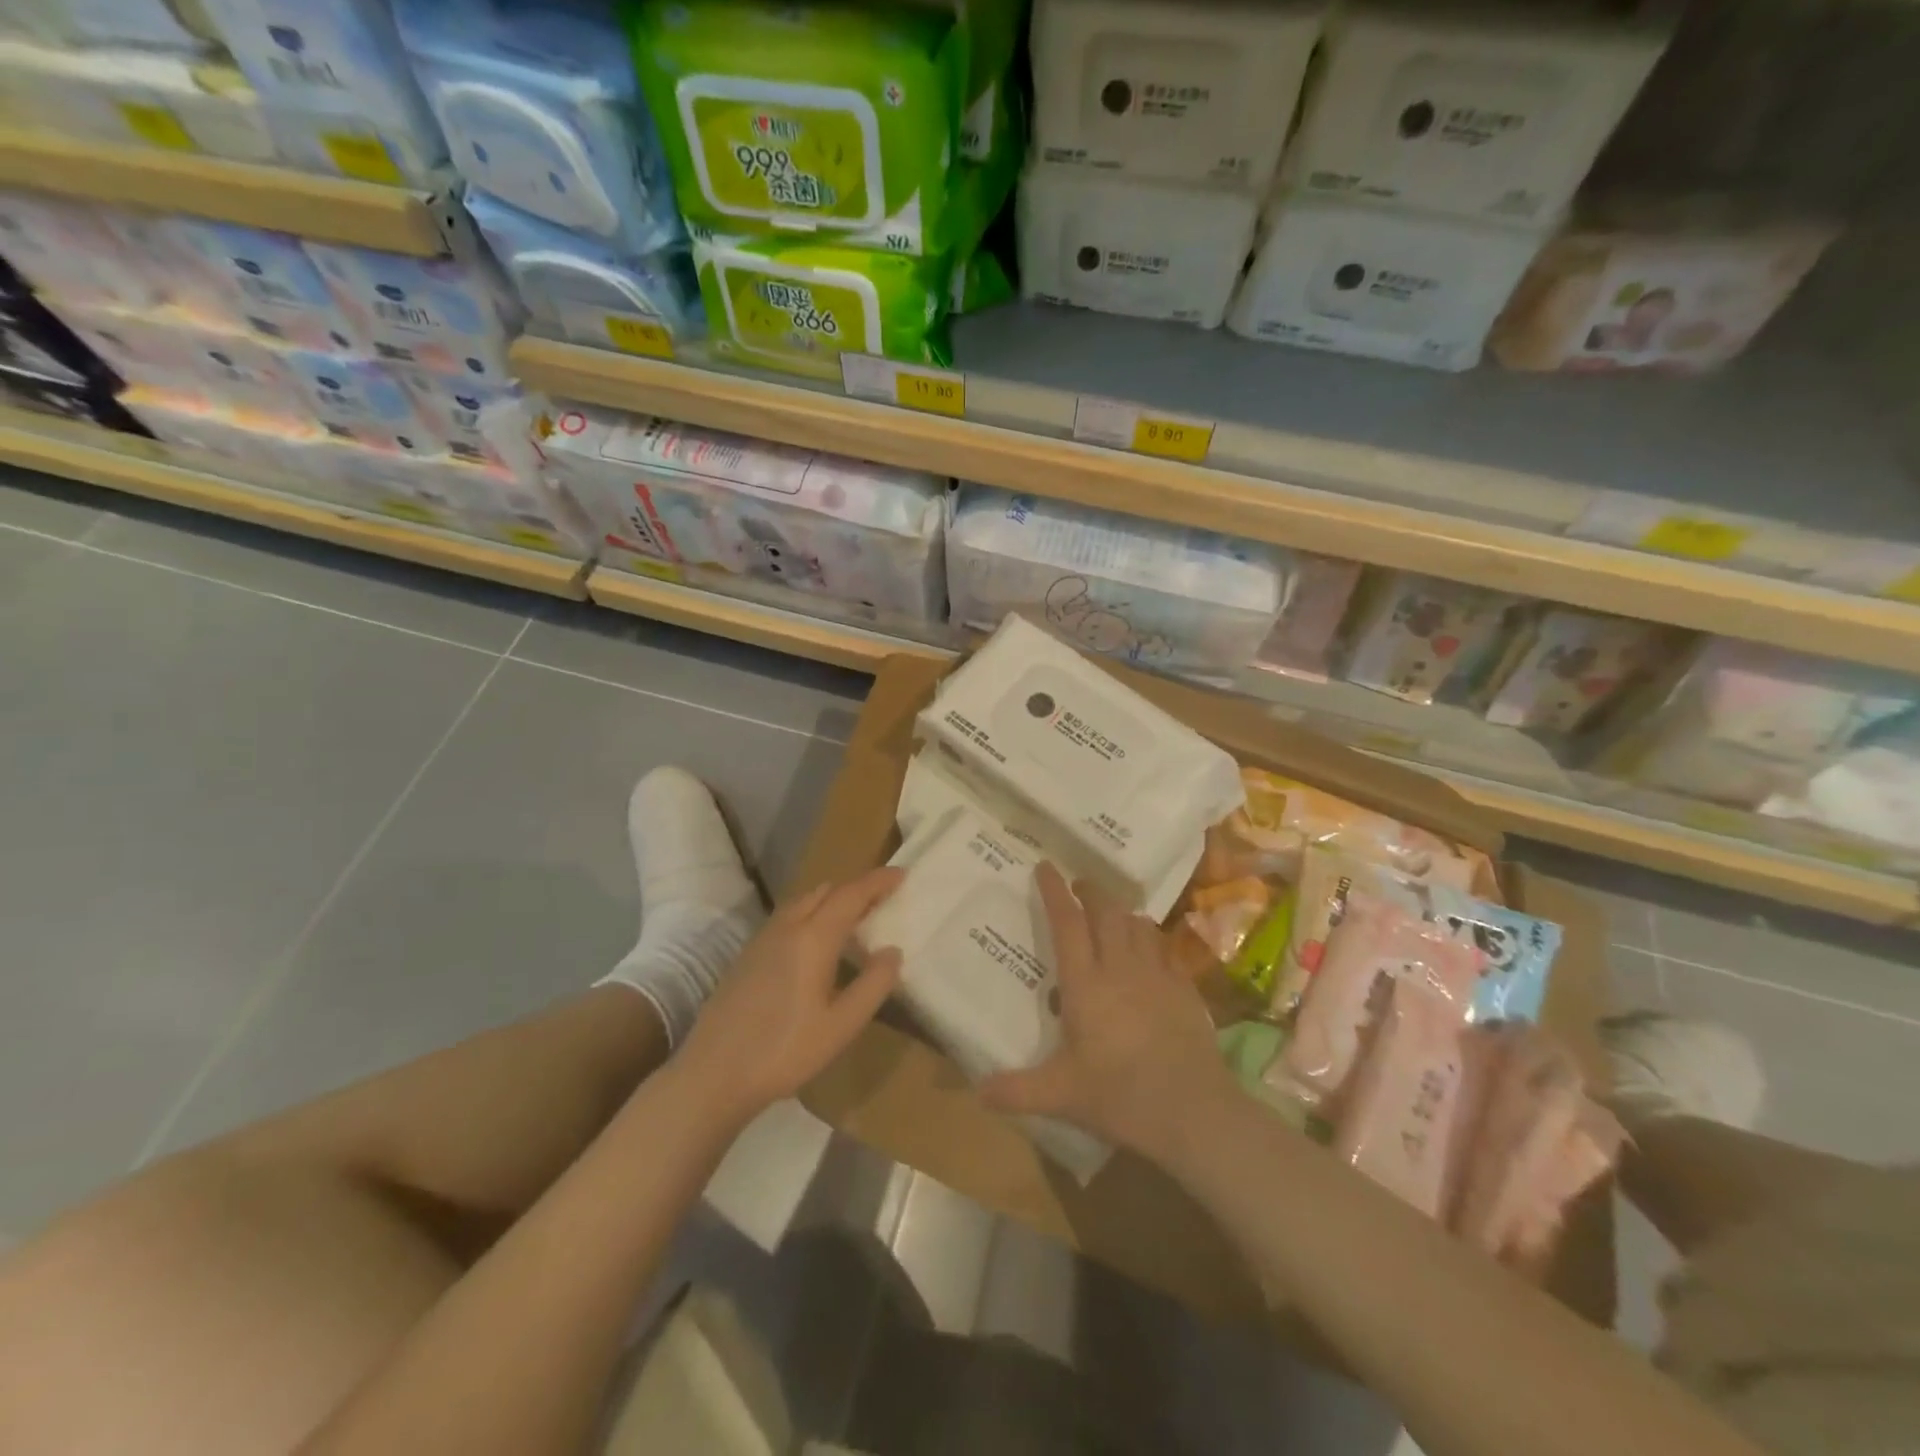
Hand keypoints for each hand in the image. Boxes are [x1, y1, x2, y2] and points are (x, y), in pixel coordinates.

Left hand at [678, 868, 903, 1123]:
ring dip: (832, 899)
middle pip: (826, 891)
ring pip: (803, 902)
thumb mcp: (841, 1026)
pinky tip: (816, 942)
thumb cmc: (784, 1051)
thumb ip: (873, 985)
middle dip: (856, 888)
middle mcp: (787, 927)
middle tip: (883, 897)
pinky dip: (811, 913)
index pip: (851, 894)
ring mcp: (762, 939)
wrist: (713, 1074)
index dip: (878, 881)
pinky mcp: (747, 955)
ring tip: (854, 916)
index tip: (902, 873)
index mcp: (812, 938)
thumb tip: (893, 951)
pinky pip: (788, 917)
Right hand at [979, 864, 1235, 1161]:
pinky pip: (1165, 949)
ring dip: (1122, 912)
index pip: (1067, 924)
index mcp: (1086, 984)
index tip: (1046, 866)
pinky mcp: (1184, 990)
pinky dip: (1151, 938)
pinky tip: (1149, 950)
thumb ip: (1017, 1090)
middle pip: (1106, 912)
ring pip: (1138, 924)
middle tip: (1079, 885)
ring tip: (1112, 915)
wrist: (1193, 1111)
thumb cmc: (1120, 1096)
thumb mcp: (1061, 1096)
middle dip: (1090, 891)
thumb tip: (978, 1091)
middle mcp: (1120, 968)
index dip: (1054, 892)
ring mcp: (1157, 975)